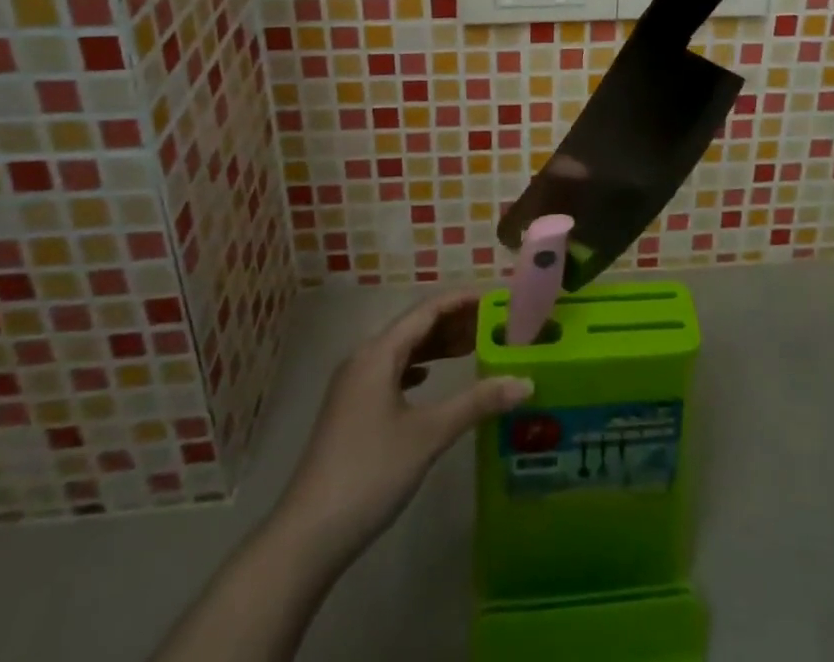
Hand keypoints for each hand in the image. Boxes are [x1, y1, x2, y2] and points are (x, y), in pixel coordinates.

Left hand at [269, 290, 531, 575]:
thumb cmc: (370, 473)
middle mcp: (363, 359)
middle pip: (414, 326)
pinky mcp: (351, 410)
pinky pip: (391, 372)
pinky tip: (430, 378)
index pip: (427, 310)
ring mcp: (353, 385)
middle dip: (453, 322)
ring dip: (436, 345)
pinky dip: (418, 367)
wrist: (307, 536)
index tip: (496, 297)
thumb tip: (525, 381)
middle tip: (494, 323)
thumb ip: (476, 403)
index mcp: (378, 353)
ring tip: (473, 345)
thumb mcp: (428, 435)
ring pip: (402, 350)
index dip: (462, 300)